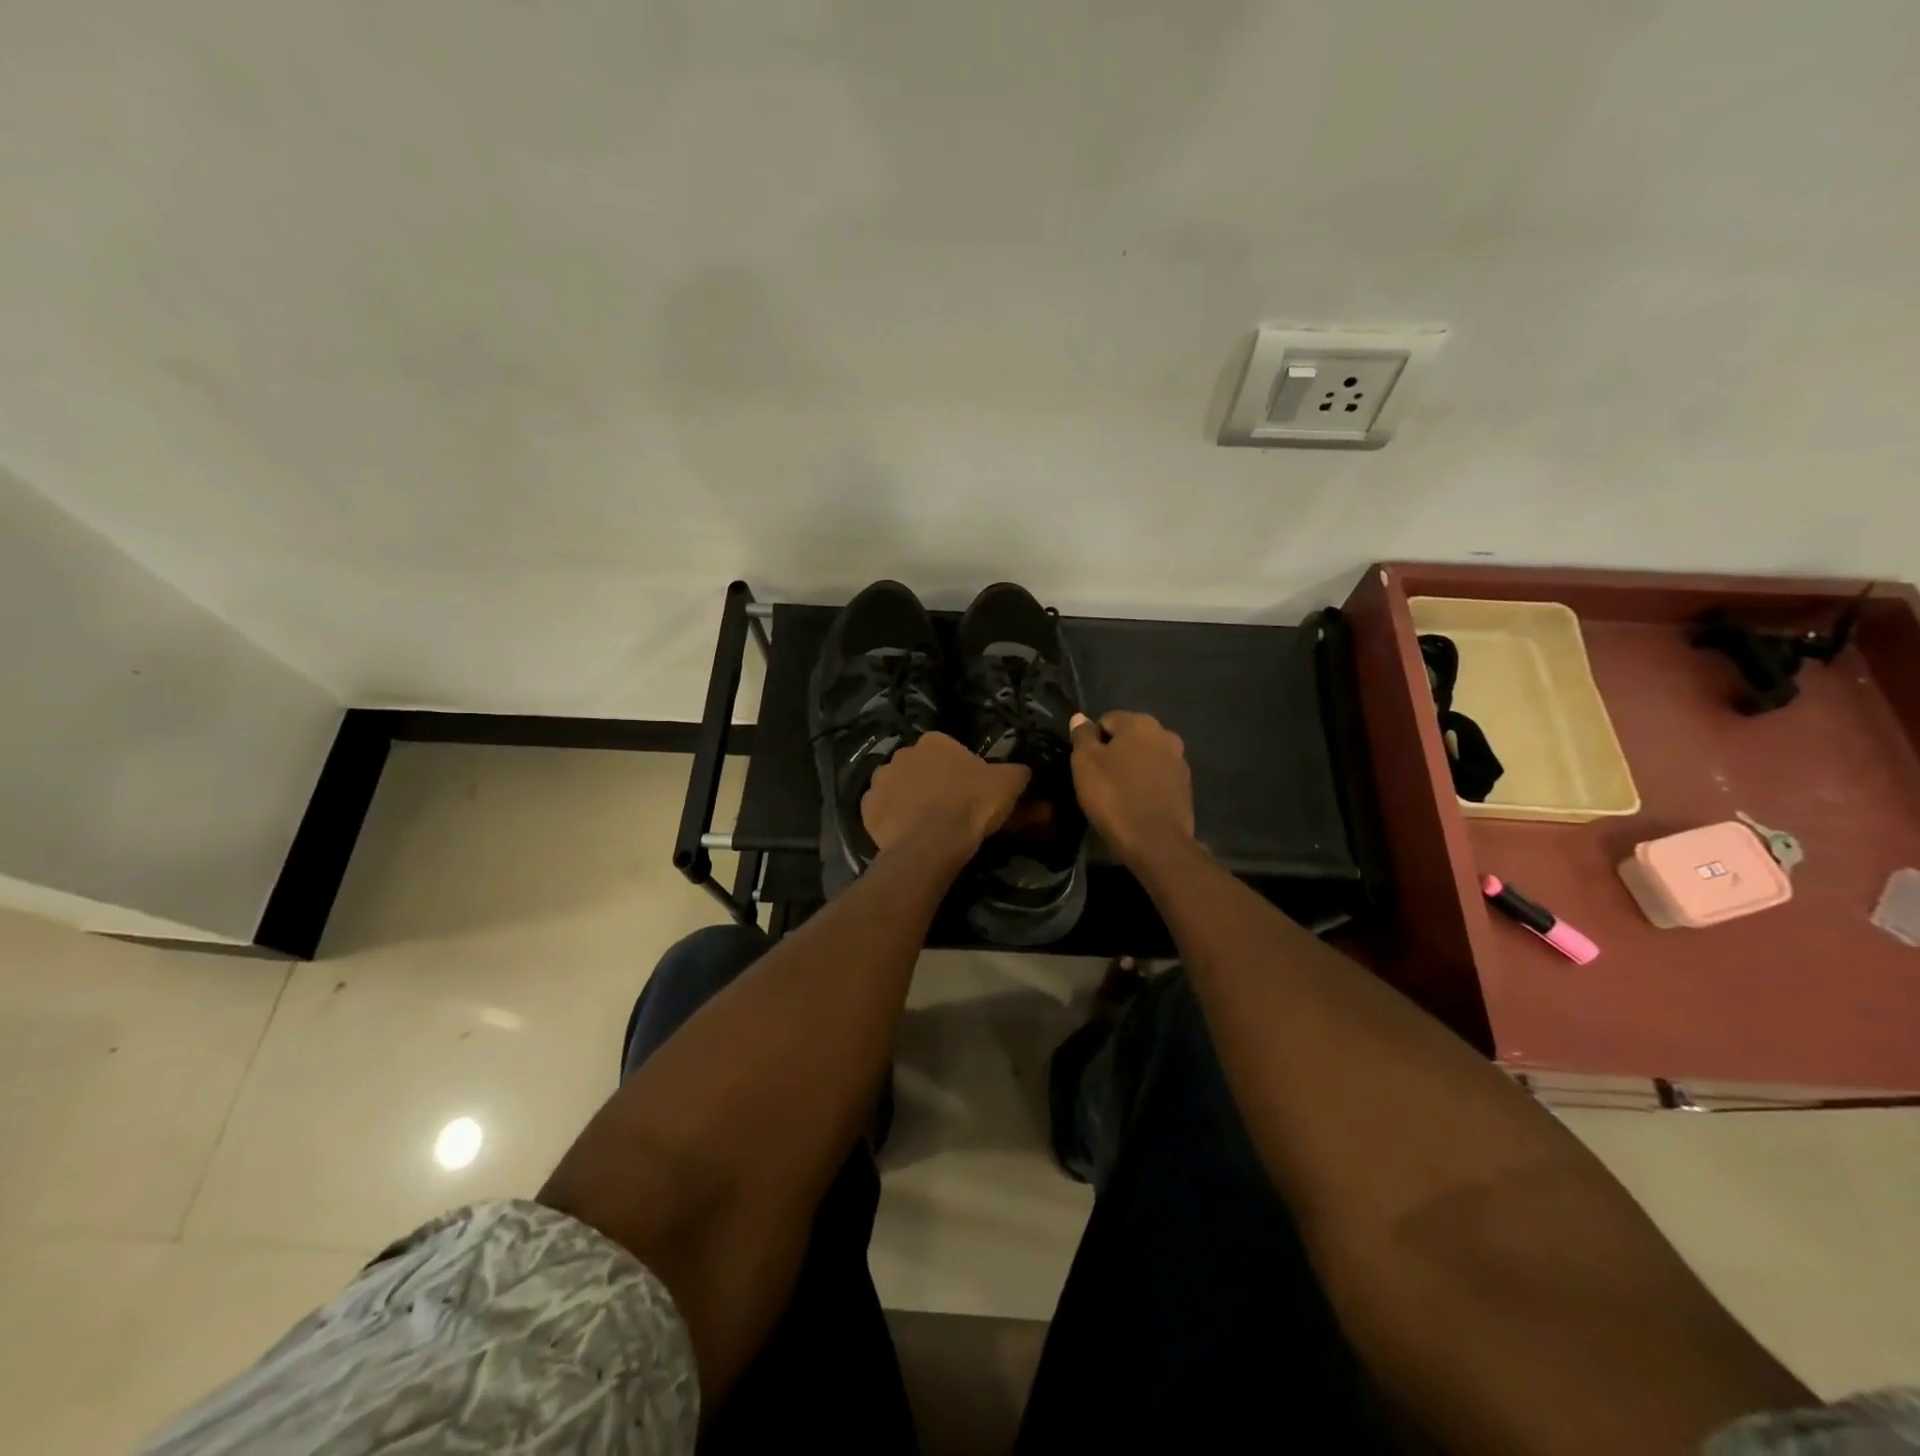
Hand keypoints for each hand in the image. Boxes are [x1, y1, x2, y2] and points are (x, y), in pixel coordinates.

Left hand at [863, 732, 1030, 860]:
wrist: (933, 844)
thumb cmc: (972, 806)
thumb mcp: (1009, 784)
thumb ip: (1019, 772)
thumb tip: (1025, 772)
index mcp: (934, 741)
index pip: (949, 750)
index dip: (961, 771)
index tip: (970, 792)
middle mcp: (902, 753)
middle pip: (921, 767)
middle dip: (932, 782)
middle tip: (949, 808)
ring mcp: (879, 780)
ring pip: (898, 787)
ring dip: (909, 799)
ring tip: (926, 824)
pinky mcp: (867, 808)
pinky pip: (883, 811)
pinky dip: (892, 820)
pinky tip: (907, 834)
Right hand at [1069, 711, 1196, 866]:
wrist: (1156, 842)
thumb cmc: (1114, 797)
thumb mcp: (1085, 764)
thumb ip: (1082, 736)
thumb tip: (1080, 717)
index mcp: (1140, 723)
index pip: (1106, 720)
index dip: (1091, 741)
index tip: (1085, 766)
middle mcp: (1165, 734)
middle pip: (1129, 737)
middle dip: (1114, 753)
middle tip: (1098, 780)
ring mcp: (1179, 761)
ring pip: (1145, 757)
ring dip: (1131, 768)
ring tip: (1117, 794)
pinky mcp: (1186, 786)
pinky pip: (1158, 777)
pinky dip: (1146, 785)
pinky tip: (1136, 804)